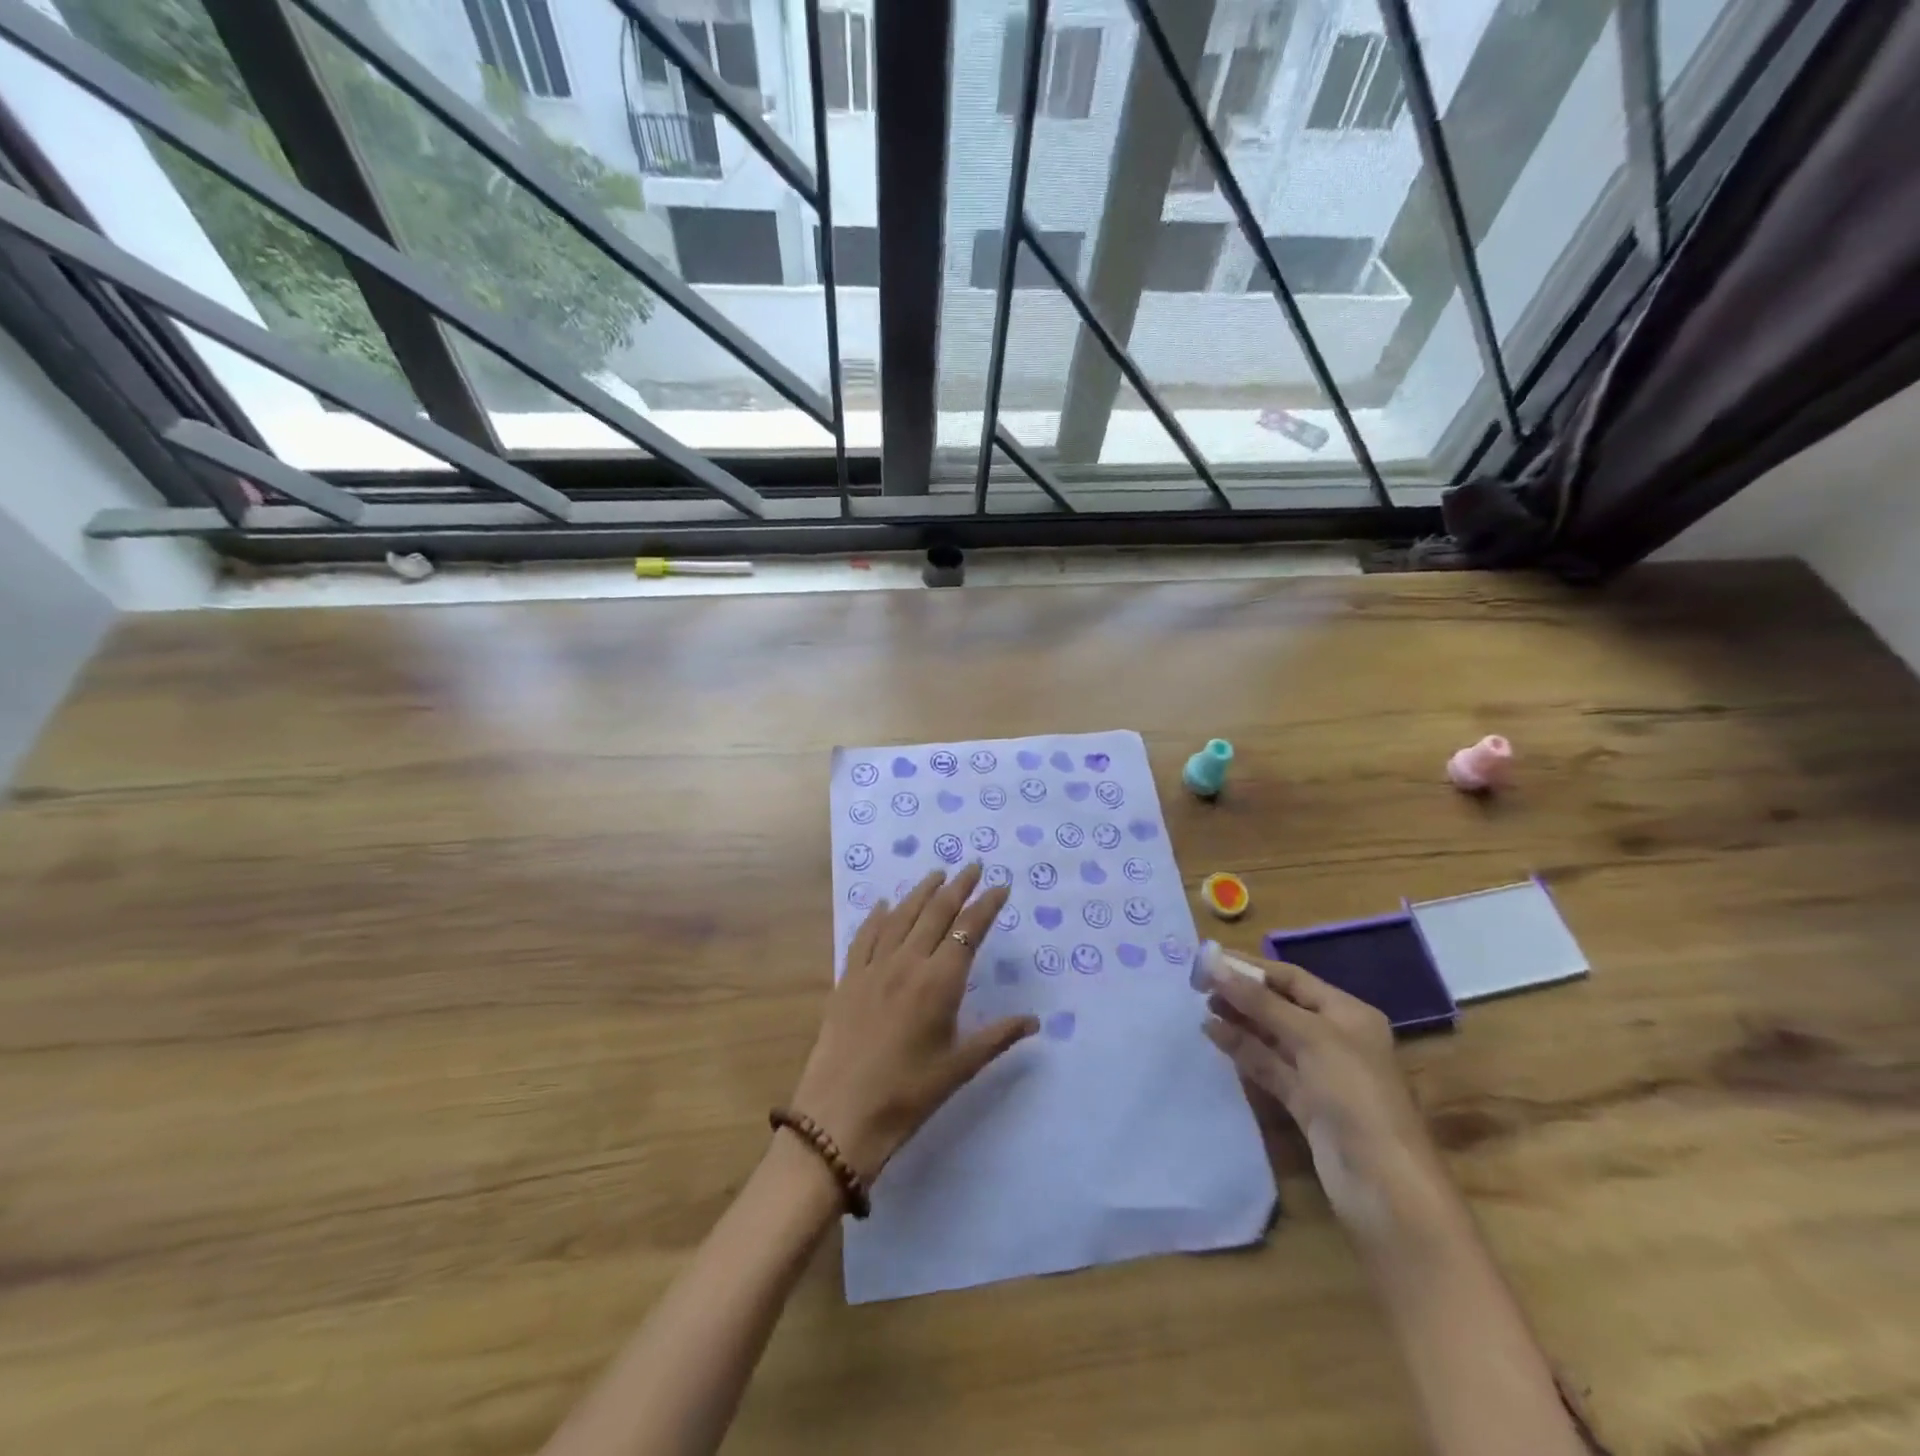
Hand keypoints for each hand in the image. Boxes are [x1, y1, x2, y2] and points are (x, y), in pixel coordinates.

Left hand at [790, 864, 1038, 1181]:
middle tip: (973, 866)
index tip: (1000, 886)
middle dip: (958, 886)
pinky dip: (877, 916)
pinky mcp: (847, 979)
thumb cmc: (908, 1095)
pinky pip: (865, 936)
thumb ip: (998, 1037)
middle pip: (936, 912)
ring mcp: (873, 968)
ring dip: (921, 892)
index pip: (969, 930)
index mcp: (940, 982)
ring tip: (937, 874)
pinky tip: (882, 904)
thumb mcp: (959, 1067)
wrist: (840, 1116)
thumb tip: (1034, 1021)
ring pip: (901, 916)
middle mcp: (907, 963)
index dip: (986, 905)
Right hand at [1200, 956, 1454, 1248]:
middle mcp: (1335, 1038)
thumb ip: (1260, 1001)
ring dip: (1238, 1020)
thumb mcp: (1309, 1037)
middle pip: (1280, 1006)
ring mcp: (1319, 1073)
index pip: (1292, 979)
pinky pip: (1268, 1066)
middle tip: (1198, 983)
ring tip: (1201, 1007)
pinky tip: (1214, 1036)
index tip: (1209, 958)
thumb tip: (1214, 964)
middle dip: (1242, 993)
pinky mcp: (1304, 1103)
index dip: (1251, 966)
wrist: (1383, 1184)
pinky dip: (1242, 1050)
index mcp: (1348, 1014)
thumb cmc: (1354, 1094)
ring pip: (1271, 1036)